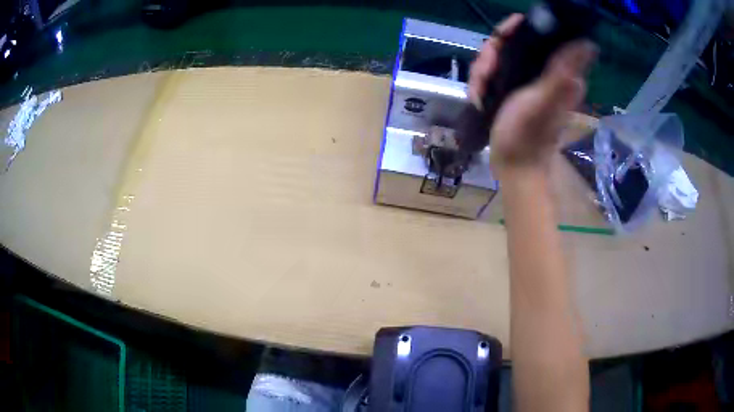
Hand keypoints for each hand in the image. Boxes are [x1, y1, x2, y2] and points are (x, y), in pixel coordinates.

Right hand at [469, 14, 596, 180]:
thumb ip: (561, 70)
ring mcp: (526, 82)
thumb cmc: (528, 135)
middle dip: (491, 56)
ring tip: (479, 93)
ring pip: (497, 59)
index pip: (533, 33)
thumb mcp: (544, 99)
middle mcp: (542, 73)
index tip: (500, 39)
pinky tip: (479, 98)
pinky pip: (491, 74)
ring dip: (482, 73)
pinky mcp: (512, 91)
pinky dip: (481, 84)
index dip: (513, 30)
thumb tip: (587, 43)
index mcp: (554, 71)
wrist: (515, 167)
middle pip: (509, 44)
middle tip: (485, 75)